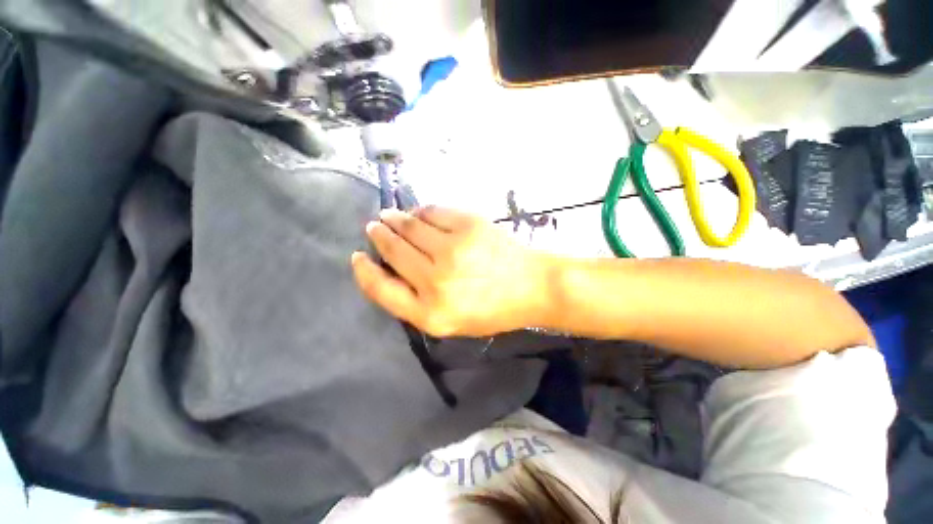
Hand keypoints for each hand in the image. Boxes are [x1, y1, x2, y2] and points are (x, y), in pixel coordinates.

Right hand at [351, 206, 553, 336]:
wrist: (531, 287)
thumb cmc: (491, 309)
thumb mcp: (449, 321)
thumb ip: (416, 301)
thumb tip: (389, 267)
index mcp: (430, 313)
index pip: (381, 289)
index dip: (364, 272)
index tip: (357, 257)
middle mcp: (436, 281)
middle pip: (393, 251)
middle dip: (379, 235)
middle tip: (375, 226)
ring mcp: (453, 249)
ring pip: (410, 226)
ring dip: (395, 219)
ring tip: (390, 216)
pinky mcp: (468, 225)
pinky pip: (433, 212)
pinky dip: (421, 211)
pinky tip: (418, 213)